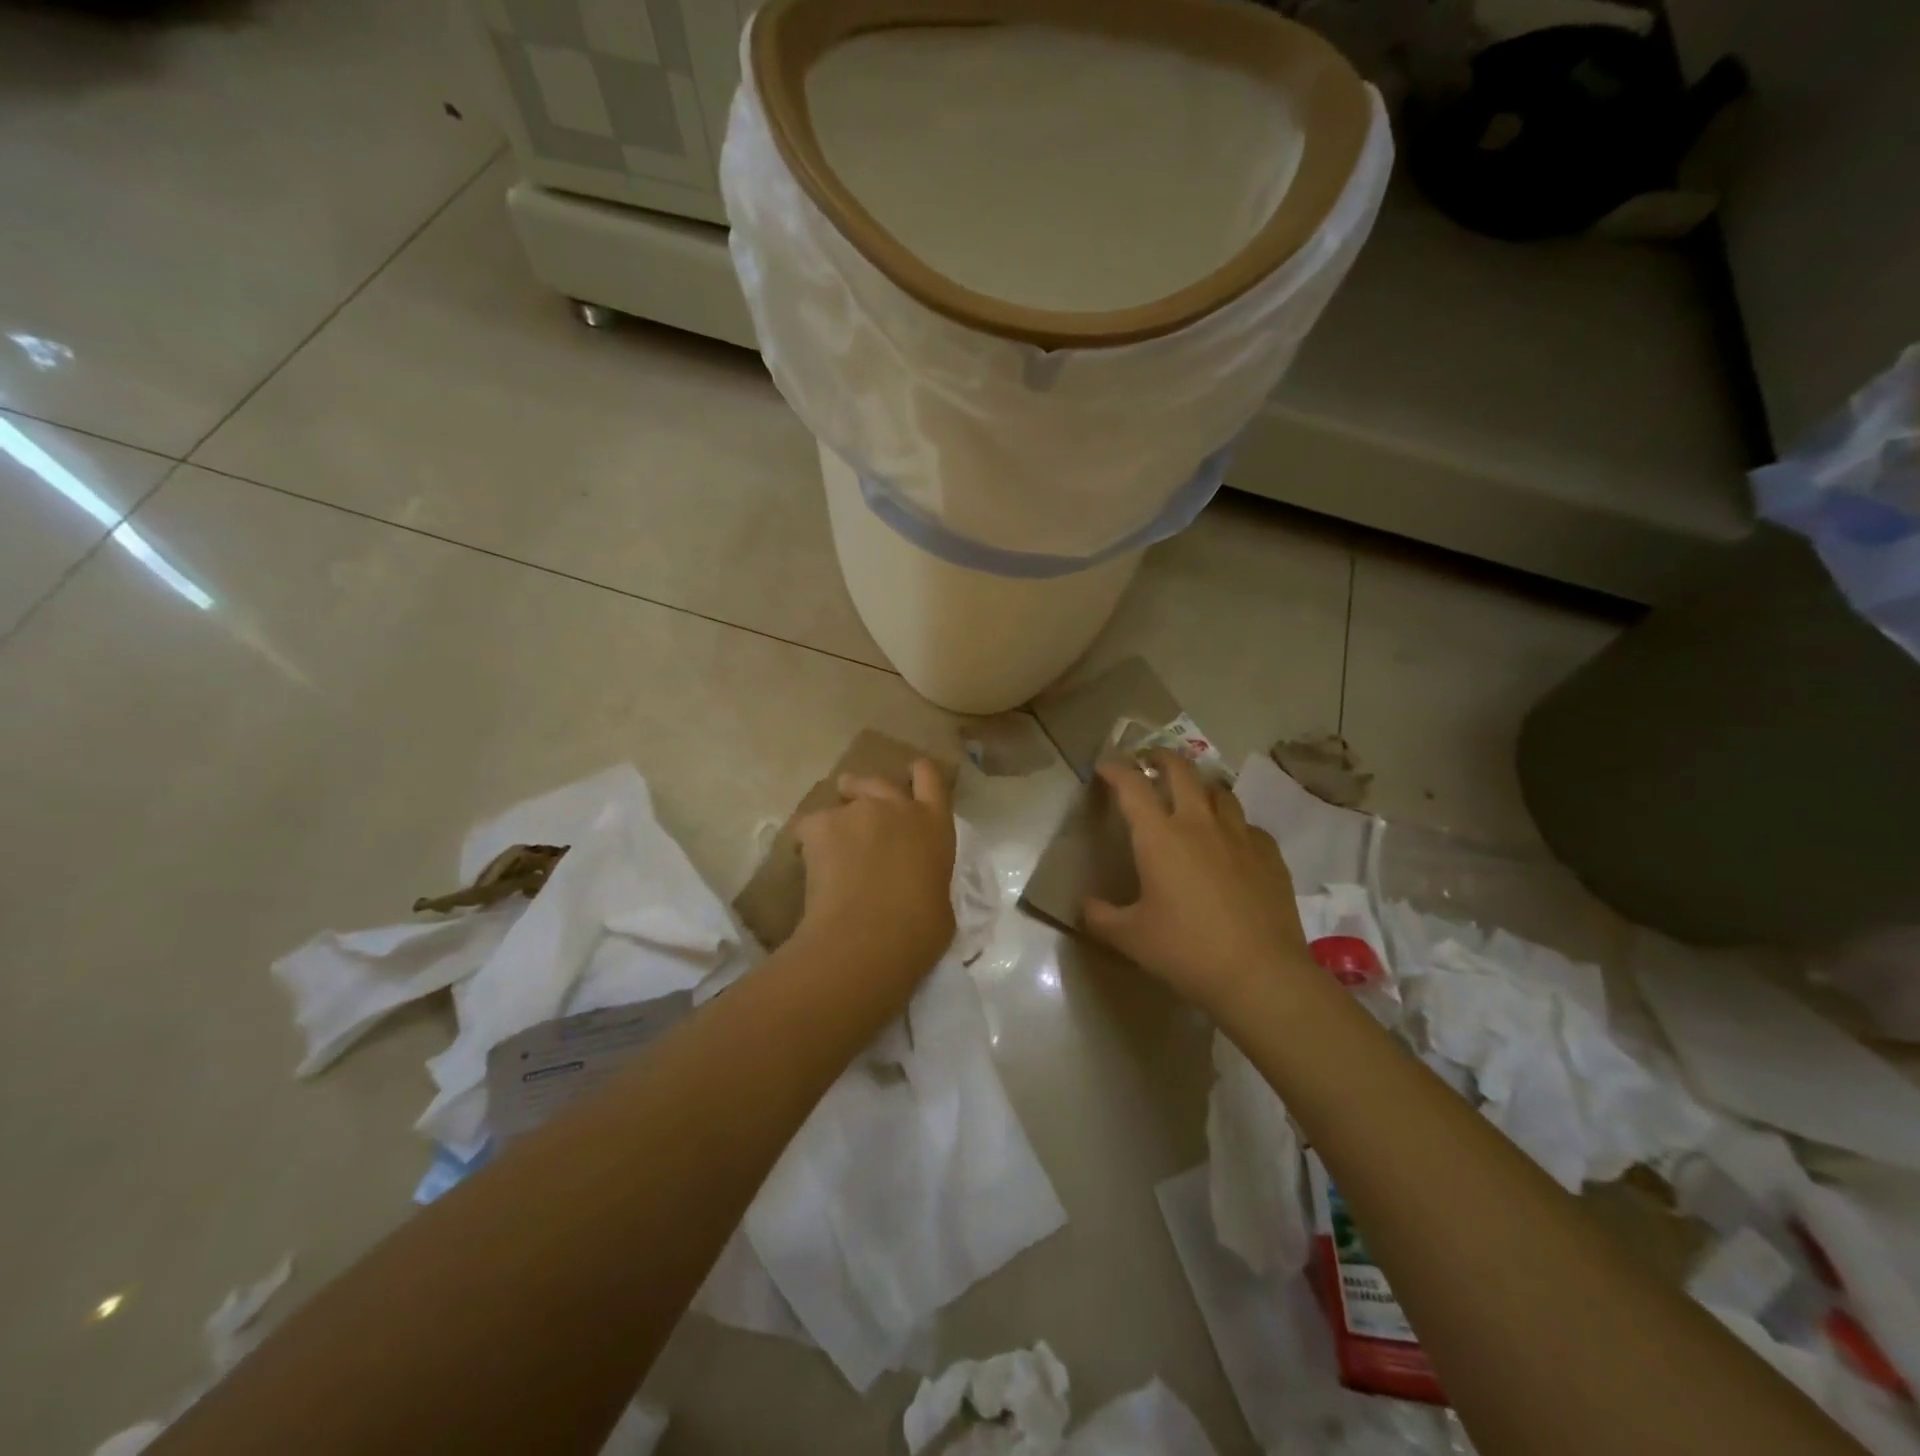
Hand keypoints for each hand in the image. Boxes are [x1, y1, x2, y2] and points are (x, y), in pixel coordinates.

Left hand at [794, 759, 956, 977]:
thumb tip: (915, 883)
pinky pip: (809, 824)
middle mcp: (897, 807)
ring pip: (841, 801)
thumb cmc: (917, 931)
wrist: (866, 940)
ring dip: (838, 817)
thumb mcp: (940, 902)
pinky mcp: (821, 824)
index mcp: (934, 825)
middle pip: (879, 781)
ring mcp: (857, 812)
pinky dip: (808, 839)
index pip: (931, 777)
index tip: (910, 773)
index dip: (918, 773)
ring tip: (829, 843)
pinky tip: (806, 862)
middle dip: (865, 788)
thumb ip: (928, 878)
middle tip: (855, 803)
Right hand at [1083, 750, 1312, 1014]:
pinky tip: (1231, 843)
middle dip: (1162, 757)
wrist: (1259, 974)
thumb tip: (1085, 905)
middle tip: (1150, 760)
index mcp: (1159, 837)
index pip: (1133, 785)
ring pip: (1219, 792)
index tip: (1106, 766)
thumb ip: (1100, 917)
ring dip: (1200, 787)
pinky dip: (1233, 824)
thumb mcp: (1130, 938)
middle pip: (1181, 770)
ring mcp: (1239, 836)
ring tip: (1193, 797)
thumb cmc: (1186, 951)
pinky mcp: (1269, 855)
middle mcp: (1198, 824)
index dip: (1116, 769)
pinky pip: (1247, 825)